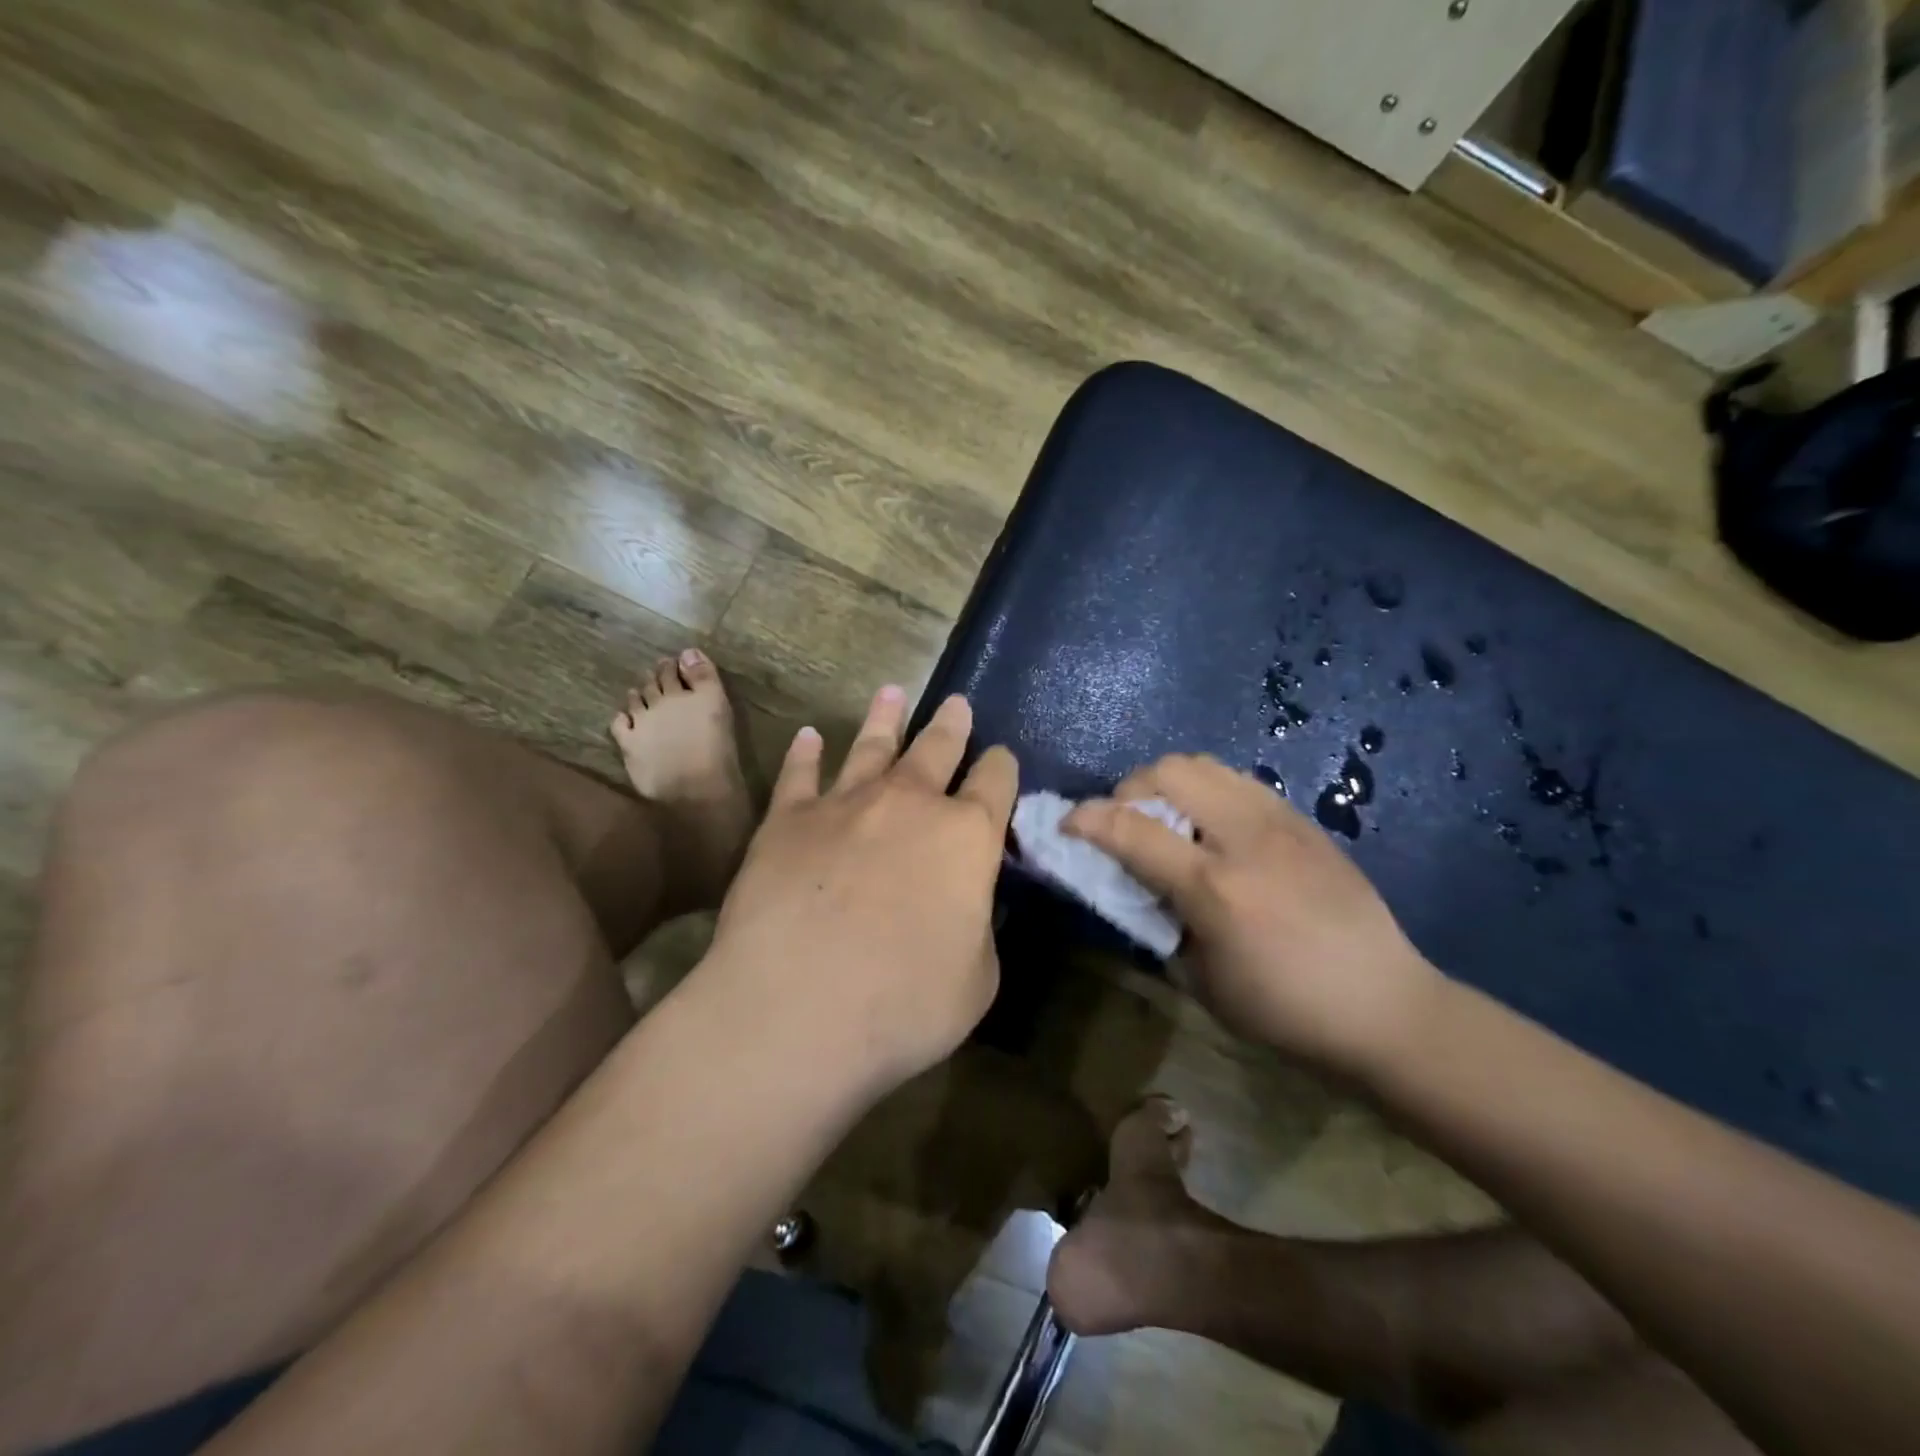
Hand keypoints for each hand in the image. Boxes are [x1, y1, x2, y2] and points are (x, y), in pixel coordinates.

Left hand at [701, 687, 1017, 1099]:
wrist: (796, 1008)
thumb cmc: (904, 1004)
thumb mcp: (977, 978)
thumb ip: (978, 928)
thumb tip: (967, 904)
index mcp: (967, 836)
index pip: (996, 783)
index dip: (1002, 767)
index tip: (1002, 759)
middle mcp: (909, 804)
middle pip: (937, 749)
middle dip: (952, 725)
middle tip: (956, 702)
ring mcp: (845, 804)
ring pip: (872, 746)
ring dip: (885, 718)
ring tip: (892, 692)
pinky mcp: (787, 819)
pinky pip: (800, 774)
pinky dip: (806, 753)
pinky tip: (810, 737)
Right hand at [1064, 754, 1441, 1076]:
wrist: (1386, 1006)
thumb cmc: (1285, 1010)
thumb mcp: (1202, 982)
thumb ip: (1161, 923)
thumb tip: (1138, 886)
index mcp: (1214, 887)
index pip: (1130, 829)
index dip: (1086, 820)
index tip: (1067, 825)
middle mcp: (1245, 838)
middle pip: (1169, 770)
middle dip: (1130, 789)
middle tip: (1127, 823)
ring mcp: (1280, 821)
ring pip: (1205, 764)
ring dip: (1170, 783)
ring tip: (1170, 821)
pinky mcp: (1304, 820)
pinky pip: (1239, 780)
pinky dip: (1209, 791)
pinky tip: (1215, 828)